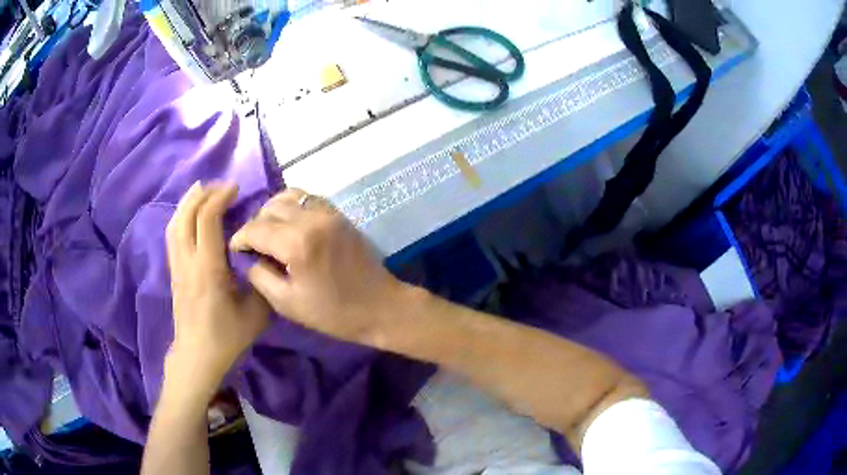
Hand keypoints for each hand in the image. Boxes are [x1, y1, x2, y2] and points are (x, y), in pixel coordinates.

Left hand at [165, 182, 269, 401]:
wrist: (197, 356)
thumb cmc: (226, 338)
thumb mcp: (256, 314)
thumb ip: (261, 282)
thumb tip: (264, 259)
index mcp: (207, 268)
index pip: (207, 219)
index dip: (220, 197)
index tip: (236, 189)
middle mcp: (188, 261)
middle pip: (186, 214)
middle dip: (203, 193)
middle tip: (222, 186)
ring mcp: (177, 266)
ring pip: (175, 223)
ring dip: (188, 202)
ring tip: (202, 190)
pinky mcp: (174, 272)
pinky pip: (172, 235)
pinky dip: (181, 216)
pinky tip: (189, 215)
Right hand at [230, 189, 406, 345]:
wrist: (380, 307)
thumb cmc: (333, 313)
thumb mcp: (287, 303)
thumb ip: (260, 275)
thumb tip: (248, 257)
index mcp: (297, 243)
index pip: (256, 228)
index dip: (240, 238)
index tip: (235, 249)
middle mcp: (312, 219)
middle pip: (270, 208)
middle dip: (255, 224)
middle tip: (252, 244)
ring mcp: (328, 213)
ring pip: (289, 196)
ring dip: (273, 211)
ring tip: (269, 232)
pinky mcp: (339, 214)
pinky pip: (308, 199)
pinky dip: (293, 206)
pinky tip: (289, 224)